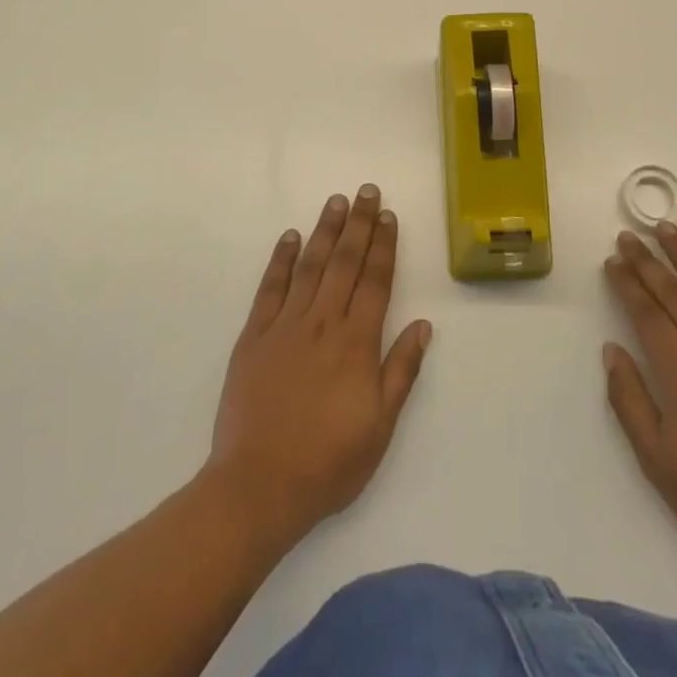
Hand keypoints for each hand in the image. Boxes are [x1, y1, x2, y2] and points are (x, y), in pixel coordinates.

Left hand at [207, 185, 431, 548]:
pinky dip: (280, 259)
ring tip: (336, 201)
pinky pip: (270, 288)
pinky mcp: (254, 336)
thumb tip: (423, 325)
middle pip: (345, 261)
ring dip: (325, 230)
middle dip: (359, 223)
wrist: (259, 486)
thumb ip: (401, 370)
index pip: (375, 280)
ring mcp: (286, 325)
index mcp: (357, 342)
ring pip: (310, 265)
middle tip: (366, 191)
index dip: (384, 245)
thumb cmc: (328, 462)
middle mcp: (323, 322)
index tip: (389, 215)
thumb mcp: (380, 426)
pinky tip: (290, 236)